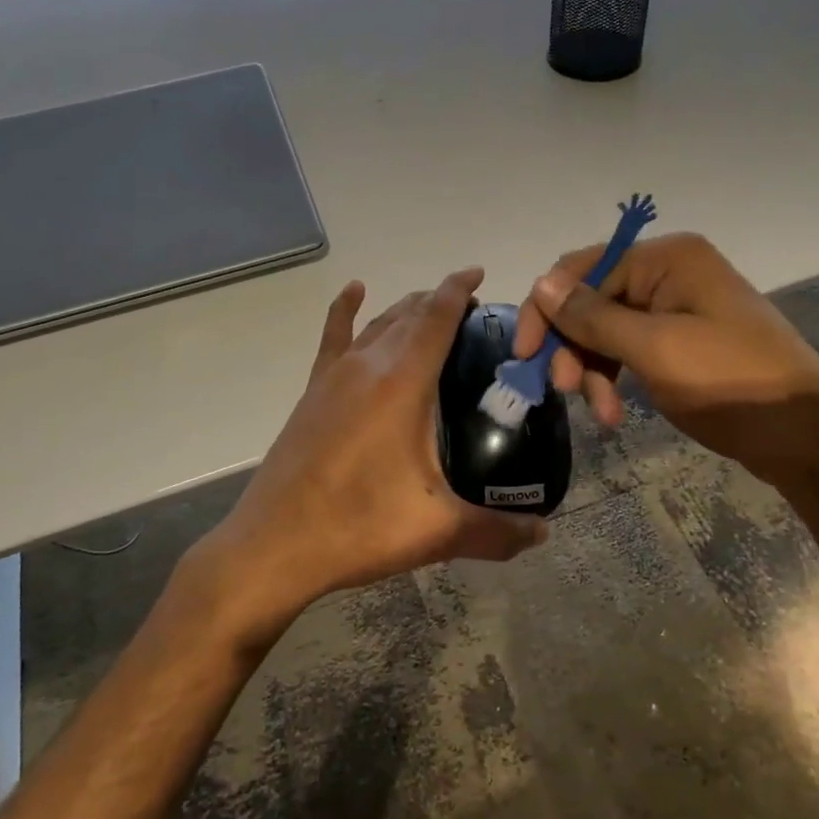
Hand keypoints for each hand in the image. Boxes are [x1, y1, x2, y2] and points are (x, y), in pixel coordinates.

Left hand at [186, 268, 547, 650]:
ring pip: (378, 322)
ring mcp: (335, 375)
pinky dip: (346, 309)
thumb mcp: (437, 530)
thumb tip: (543, 533)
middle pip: (410, 313)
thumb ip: (497, 531)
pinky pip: (334, 336)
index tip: (480, 275)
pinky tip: (354, 292)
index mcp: (403, 382)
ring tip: (433, 309)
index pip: (437, 316)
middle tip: (474, 314)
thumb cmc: (359, 526)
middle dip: (441, 301)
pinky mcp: (313, 391)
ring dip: (407, 309)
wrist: (275, 544)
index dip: (460, 289)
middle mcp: (368, 365)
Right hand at [512, 233, 818, 484]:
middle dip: (572, 346)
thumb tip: (540, 284)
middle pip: (591, 301)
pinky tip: (614, 413)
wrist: (806, 435)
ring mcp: (674, 308)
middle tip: (563, 390)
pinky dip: (614, 378)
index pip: (582, 269)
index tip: (524, 354)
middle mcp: (667, 273)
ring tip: (600, 413)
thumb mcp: (655, 348)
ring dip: (592, 369)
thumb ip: (593, 316)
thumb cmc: (731, 381)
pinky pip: (627, 350)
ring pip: (604, 330)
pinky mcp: (678, 340)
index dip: (547, 309)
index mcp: (666, 258)